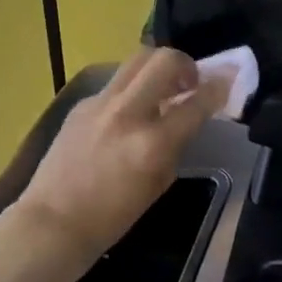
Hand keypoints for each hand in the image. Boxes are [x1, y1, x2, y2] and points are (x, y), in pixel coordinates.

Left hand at [12, 47, 229, 272]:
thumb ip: (176, 144)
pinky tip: (129, 112)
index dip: (218, 87)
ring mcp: (100, 104)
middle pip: (163, 60)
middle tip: (190, 82)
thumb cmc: (112, 217)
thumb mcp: (159, 183)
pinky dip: (131, 90)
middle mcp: (127, 113)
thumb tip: (186, 117)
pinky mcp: (81, 104)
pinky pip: (115, 84)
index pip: (197, 102)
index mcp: (152, 143)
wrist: (54, 222)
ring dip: (157, 69)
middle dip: (185, 64)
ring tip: (163, 89)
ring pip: (136, 61)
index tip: (228, 80)